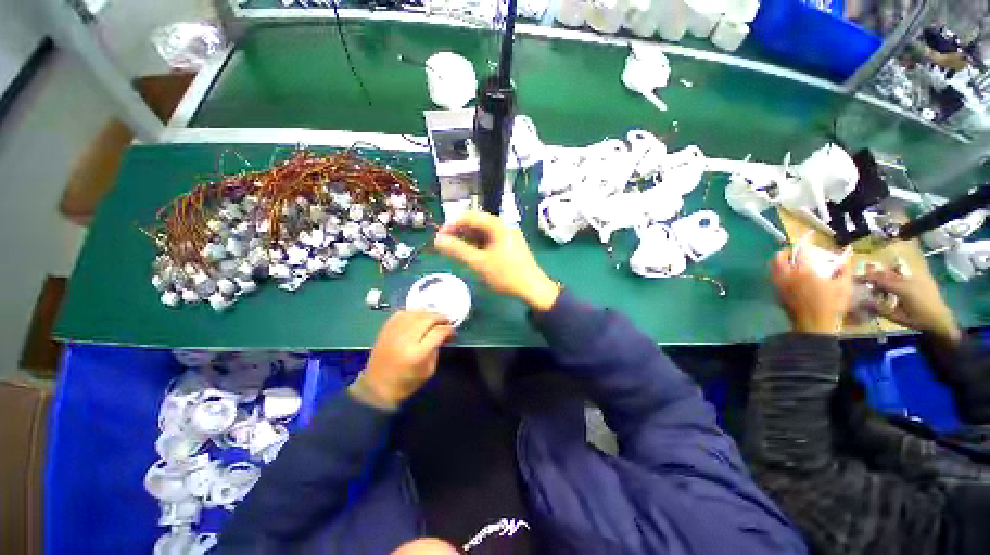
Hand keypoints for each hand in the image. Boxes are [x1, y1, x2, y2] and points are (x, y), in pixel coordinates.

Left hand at [358, 311, 454, 406]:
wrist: (376, 387)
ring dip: (428, 312)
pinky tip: (418, 315)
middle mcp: (405, 339)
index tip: (453, 331)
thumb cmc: (406, 383)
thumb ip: (436, 350)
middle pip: (427, 319)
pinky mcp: (385, 330)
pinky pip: (401, 313)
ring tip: (435, 316)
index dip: (448, 329)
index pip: (438, 332)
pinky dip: (412, 312)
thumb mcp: (428, 371)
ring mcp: (394, 332)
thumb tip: (441, 335)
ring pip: (415, 313)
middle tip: (447, 321)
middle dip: (440, 317)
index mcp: (417, 353)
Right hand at [434, 211, 560, 311]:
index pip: (469, 217)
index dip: (451, 225)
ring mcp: (507, 236)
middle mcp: (503, 226)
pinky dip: (477, 245)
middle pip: (476, 223)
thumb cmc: (506, 275)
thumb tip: (437, 241)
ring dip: (467, 239)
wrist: (533, 289)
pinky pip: (489, 240)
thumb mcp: (479, 263)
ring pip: (482, 233)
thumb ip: (458, 250)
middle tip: (444, 245)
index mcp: (497, 225)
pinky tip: (470, 254)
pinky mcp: (509, 245)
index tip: (439, 237)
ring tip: (454, 251)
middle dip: (458, 233)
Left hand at [770, 248, 853, 334]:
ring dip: (778, 261)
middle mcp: (787, 275)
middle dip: (785, 251)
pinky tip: (786, 274)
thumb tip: (847, 254)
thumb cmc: (831, 305)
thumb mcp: (843, 286)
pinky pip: (772, 277)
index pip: (801, 251)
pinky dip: (776, 271)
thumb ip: (844, 269)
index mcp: (804, 271)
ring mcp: (779, 284)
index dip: (805, 242)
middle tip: (793, 251)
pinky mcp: (776, 292)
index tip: (809, 236)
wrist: (813, 325)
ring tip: (789, 261)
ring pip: (772, 267)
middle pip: (778, 257)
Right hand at [864, 265, 960, 342]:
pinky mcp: (922, 279)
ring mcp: (917, 277)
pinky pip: (905, 273)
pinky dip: (896, 275)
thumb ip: (879, 309)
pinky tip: (895, 283)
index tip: (855, 279)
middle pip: (887, 273)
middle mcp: (909, 279)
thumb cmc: (918, 320)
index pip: (879, 279)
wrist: (942, 320)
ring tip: (879, 284)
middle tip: (865, 281)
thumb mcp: (897, 317)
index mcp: (902, 288)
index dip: (866, 278)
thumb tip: (861, 302)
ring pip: (896, 271)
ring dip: (885, 275)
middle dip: (875, 276)